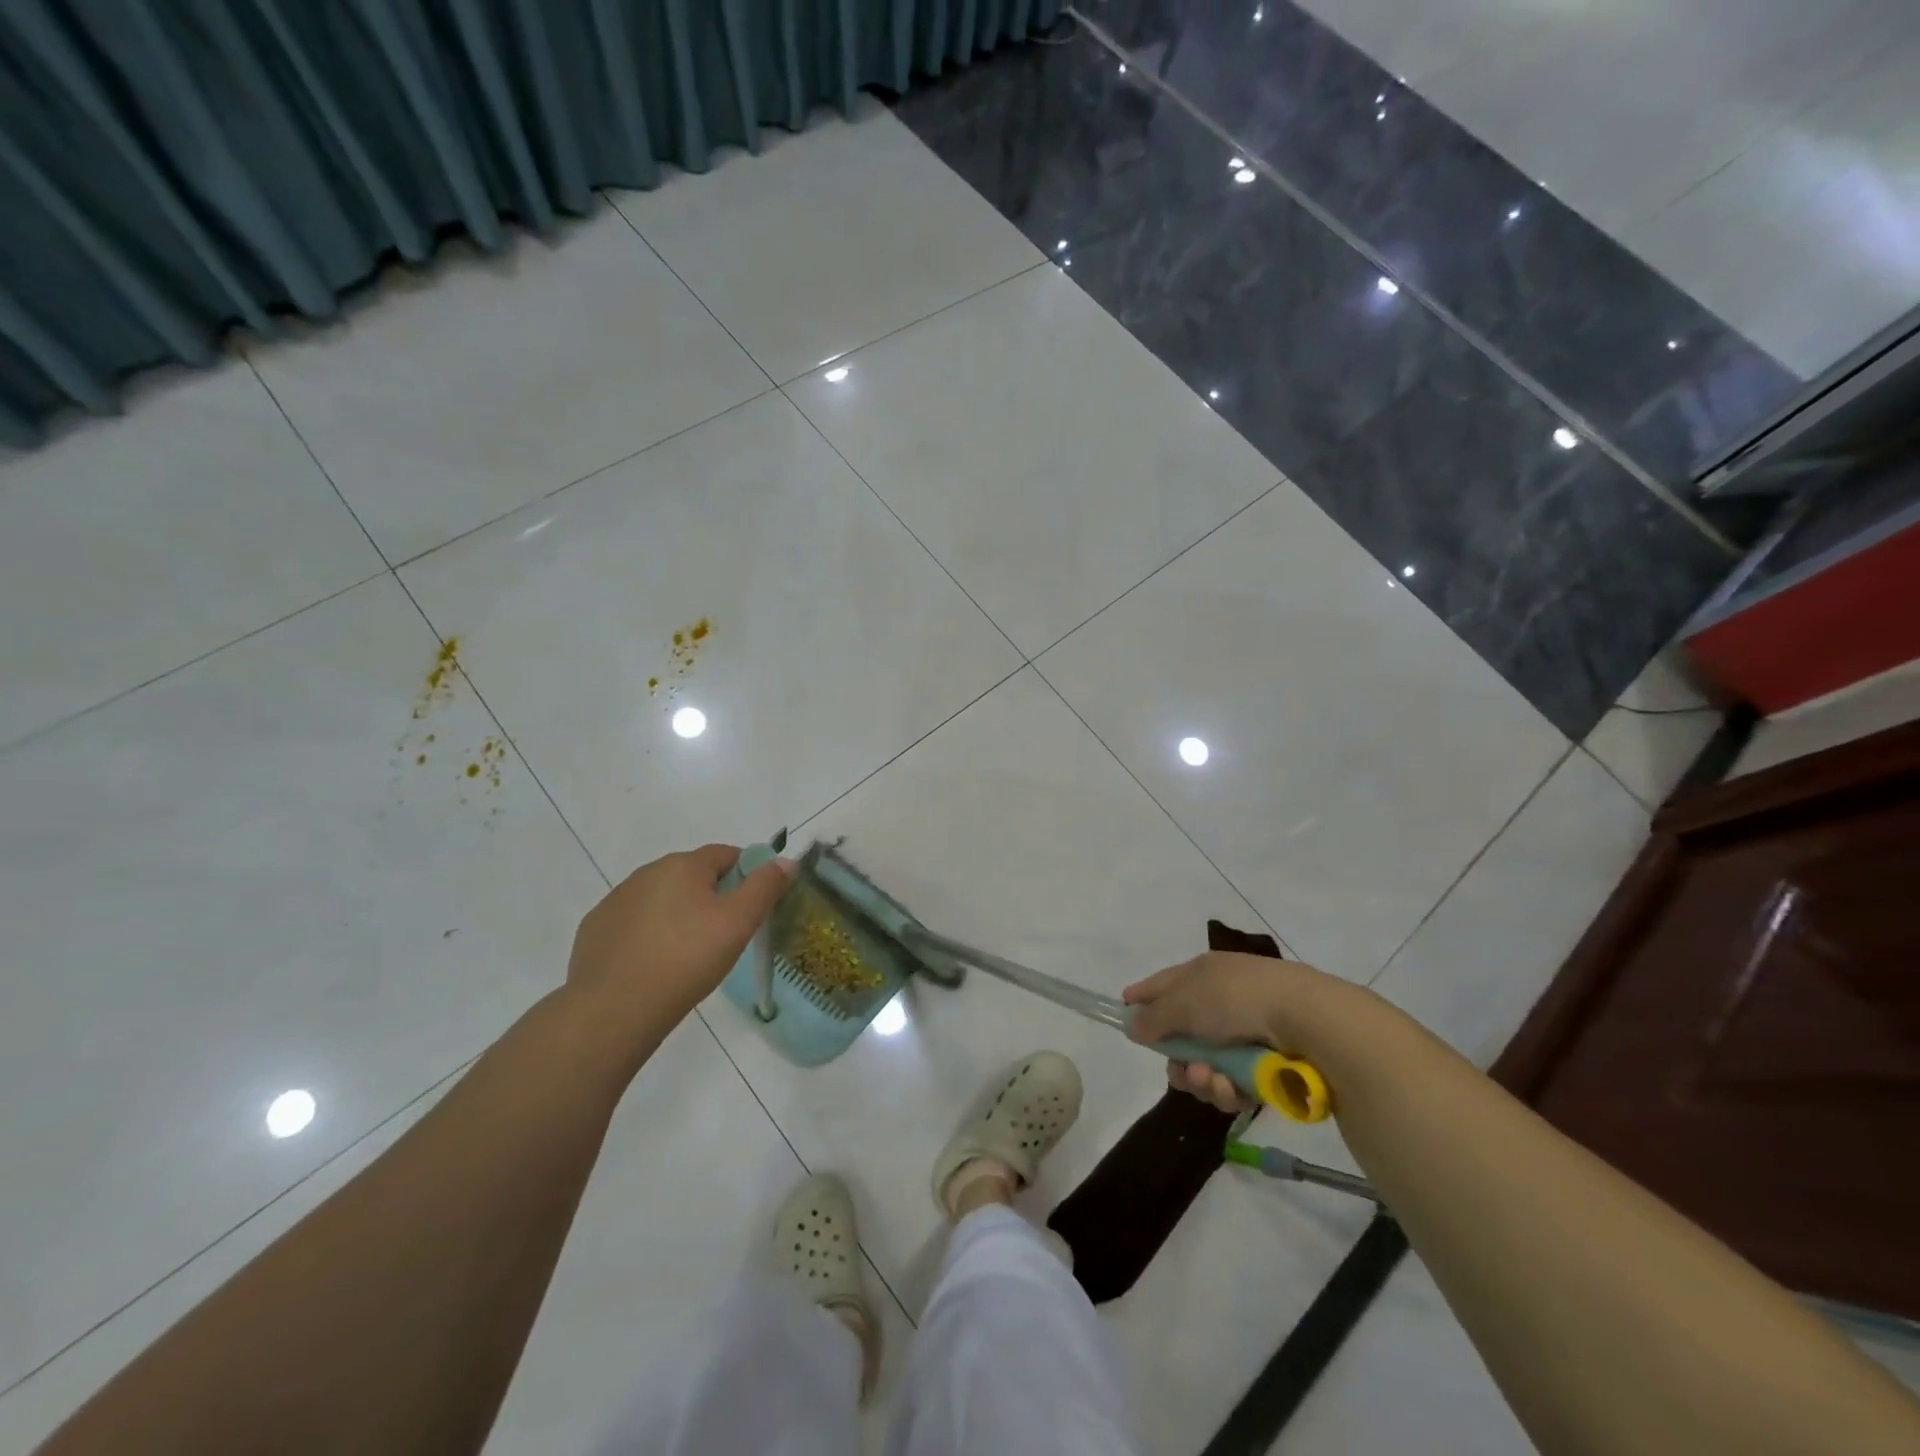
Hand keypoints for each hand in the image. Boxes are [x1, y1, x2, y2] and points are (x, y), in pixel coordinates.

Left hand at [566, 844, 793, 1040]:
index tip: (752, 907)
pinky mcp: (595, 930)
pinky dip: (648, 935)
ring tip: (688, 955)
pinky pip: (633, 924)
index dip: (746, 875)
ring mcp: (615, 901)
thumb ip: (765, 886)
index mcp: (683, 864)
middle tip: (724, 935)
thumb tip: (785, 860)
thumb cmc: (687, 958)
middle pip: (692, 876)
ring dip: (678, 915)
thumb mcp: (739, 922)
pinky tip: (654, 965)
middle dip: (712, 897)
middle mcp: (647, 872)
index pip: (726, 854)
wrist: (614, 1008)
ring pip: (661, 899)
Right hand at [1123, 951, 1364, 1112]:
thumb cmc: (1236, 999)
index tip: (1125, 1009)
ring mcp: (1246, 1033)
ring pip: (1205, 1065)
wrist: (1306, 1020)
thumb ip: (1154, 1017)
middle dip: (1176, 1058)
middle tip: (1179, 1069)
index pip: (1164, 983)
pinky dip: (1227, 1088)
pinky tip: (1232, 1088)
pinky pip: (1232, 1082)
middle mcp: (1222, 1001)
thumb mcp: (1185, 1002)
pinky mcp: (1266, 1065)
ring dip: (1201, 1077)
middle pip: (1183, 1034)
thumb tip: (1133, 1026)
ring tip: (1210, 1079)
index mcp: (1203, 973)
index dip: (1144, 995)